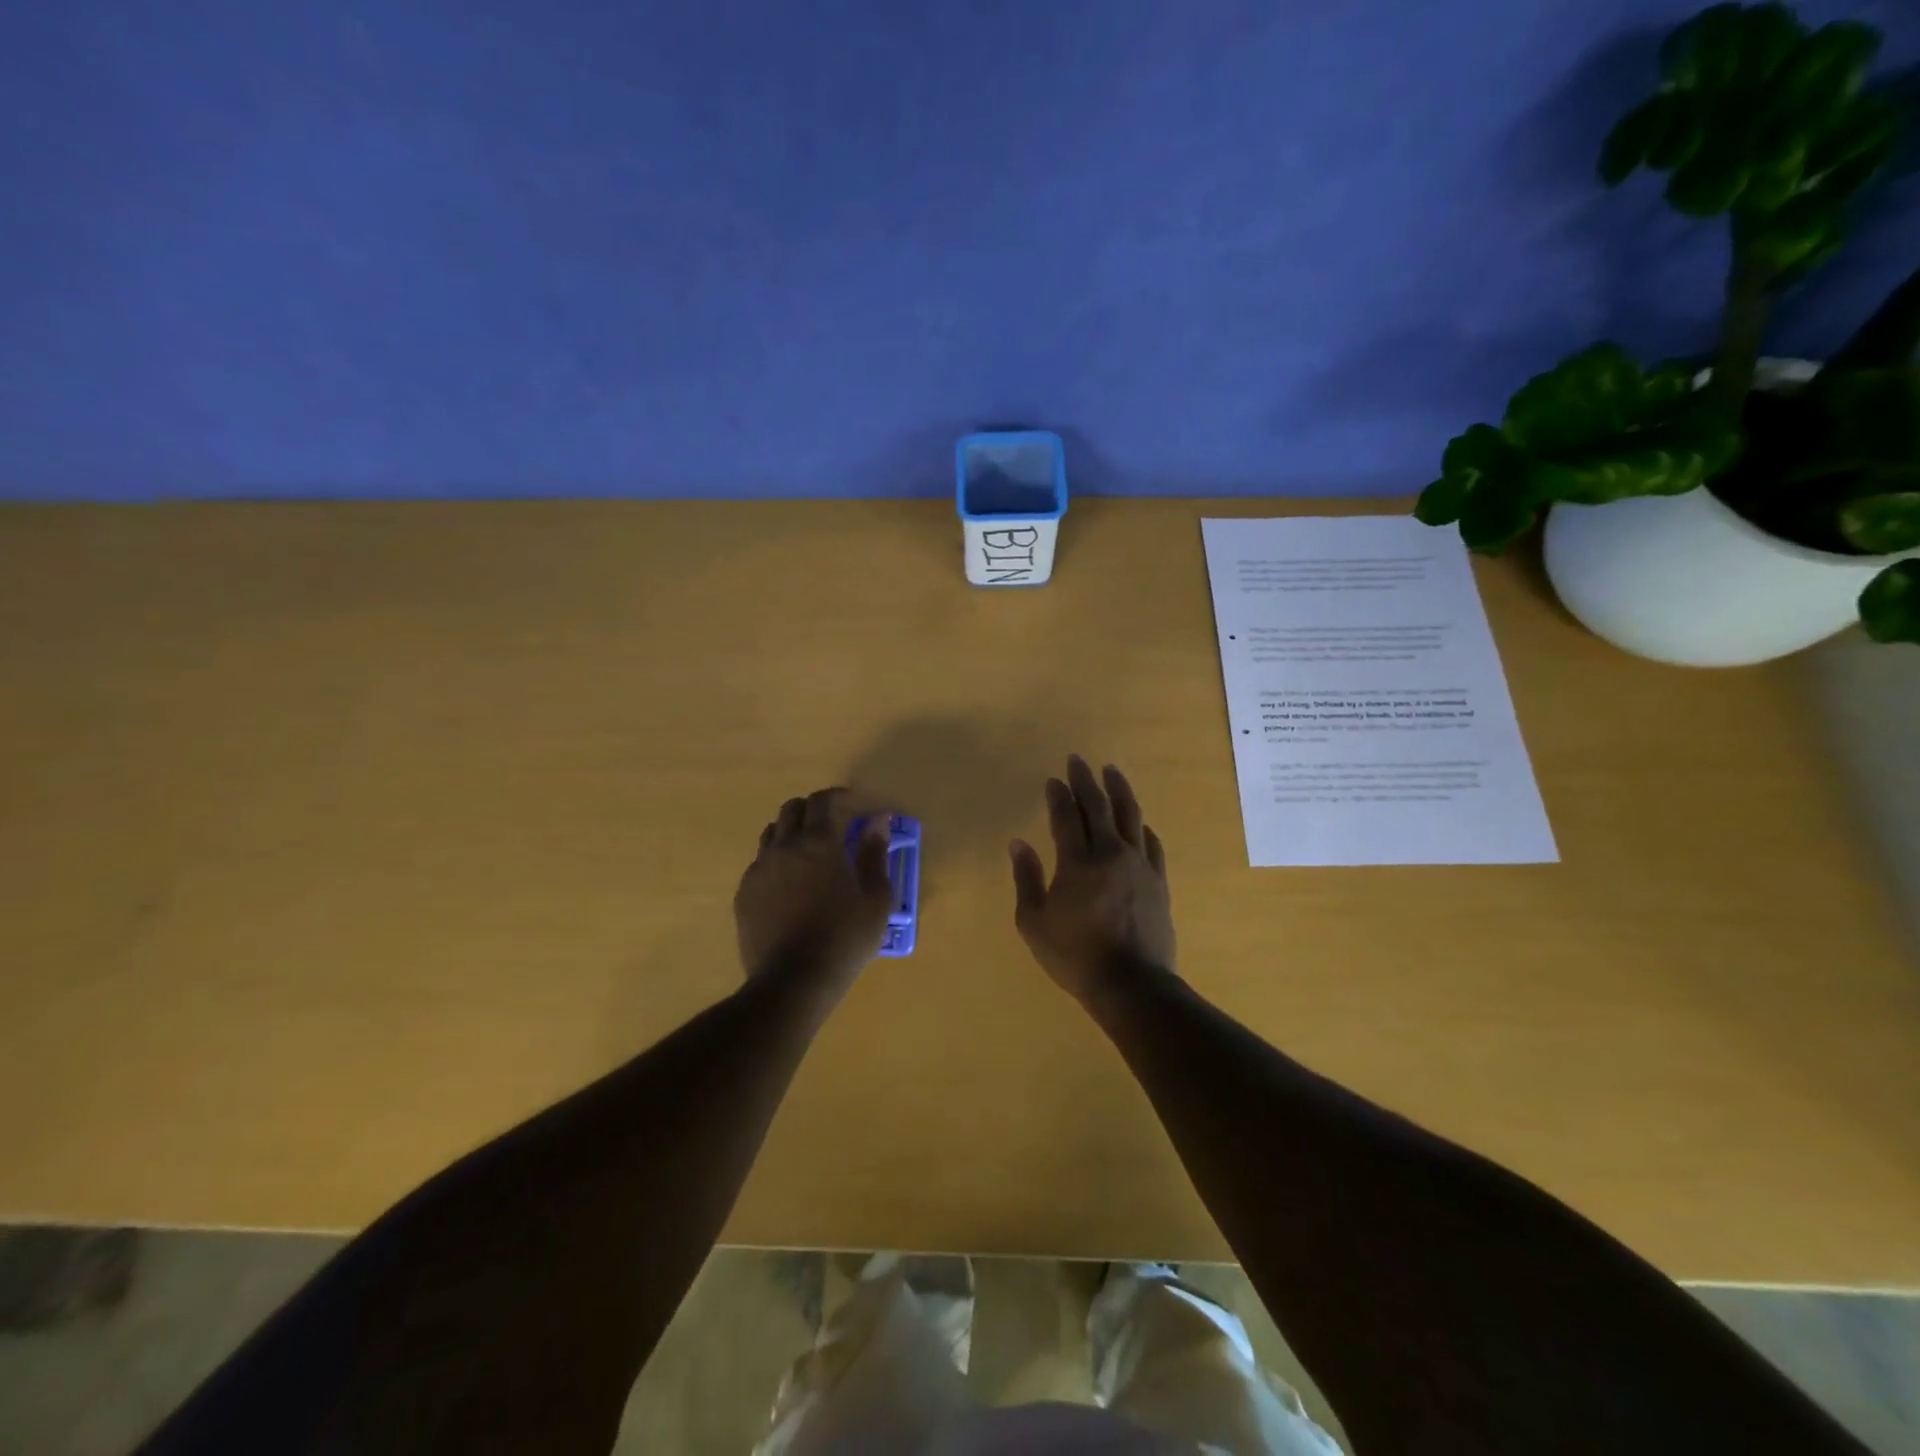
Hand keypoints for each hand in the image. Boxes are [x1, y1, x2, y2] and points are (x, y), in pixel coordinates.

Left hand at [735, 788, 893, 994]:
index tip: (854, 805)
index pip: (822, 801)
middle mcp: (784, 846)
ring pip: (772, 833)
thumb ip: (875, 854)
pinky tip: (790, 885)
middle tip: (833, 826)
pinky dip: (777, 861)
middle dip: (813, 810)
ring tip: (809, 854)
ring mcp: (759, 869)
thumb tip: (877, 823)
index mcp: (819, 842)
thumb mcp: (876, 899)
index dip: (838, 796)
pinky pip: (760, 863)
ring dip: (792, 832)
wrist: (793, 982)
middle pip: (792, 809)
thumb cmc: (844, 939)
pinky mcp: (744, 893)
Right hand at [1009, 756, 1175, 1004]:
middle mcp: (1110, 853)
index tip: (1053, 779)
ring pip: (1130, 815)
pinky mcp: (1159, 880)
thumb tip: (1019, 844)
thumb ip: (1026, 879)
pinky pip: (1151, 843)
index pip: (1065, 817)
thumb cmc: (1075, 956)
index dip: (1058, 795)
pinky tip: (1139, 821)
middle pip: (1097, 806)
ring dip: (1118, 789)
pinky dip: (1142, 826)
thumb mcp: (1034, 923)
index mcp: (1076, 862)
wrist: (1132, 984)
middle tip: (1078, 761)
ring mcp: (1139, 864)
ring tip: (1111, 770)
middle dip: (1085, 780)